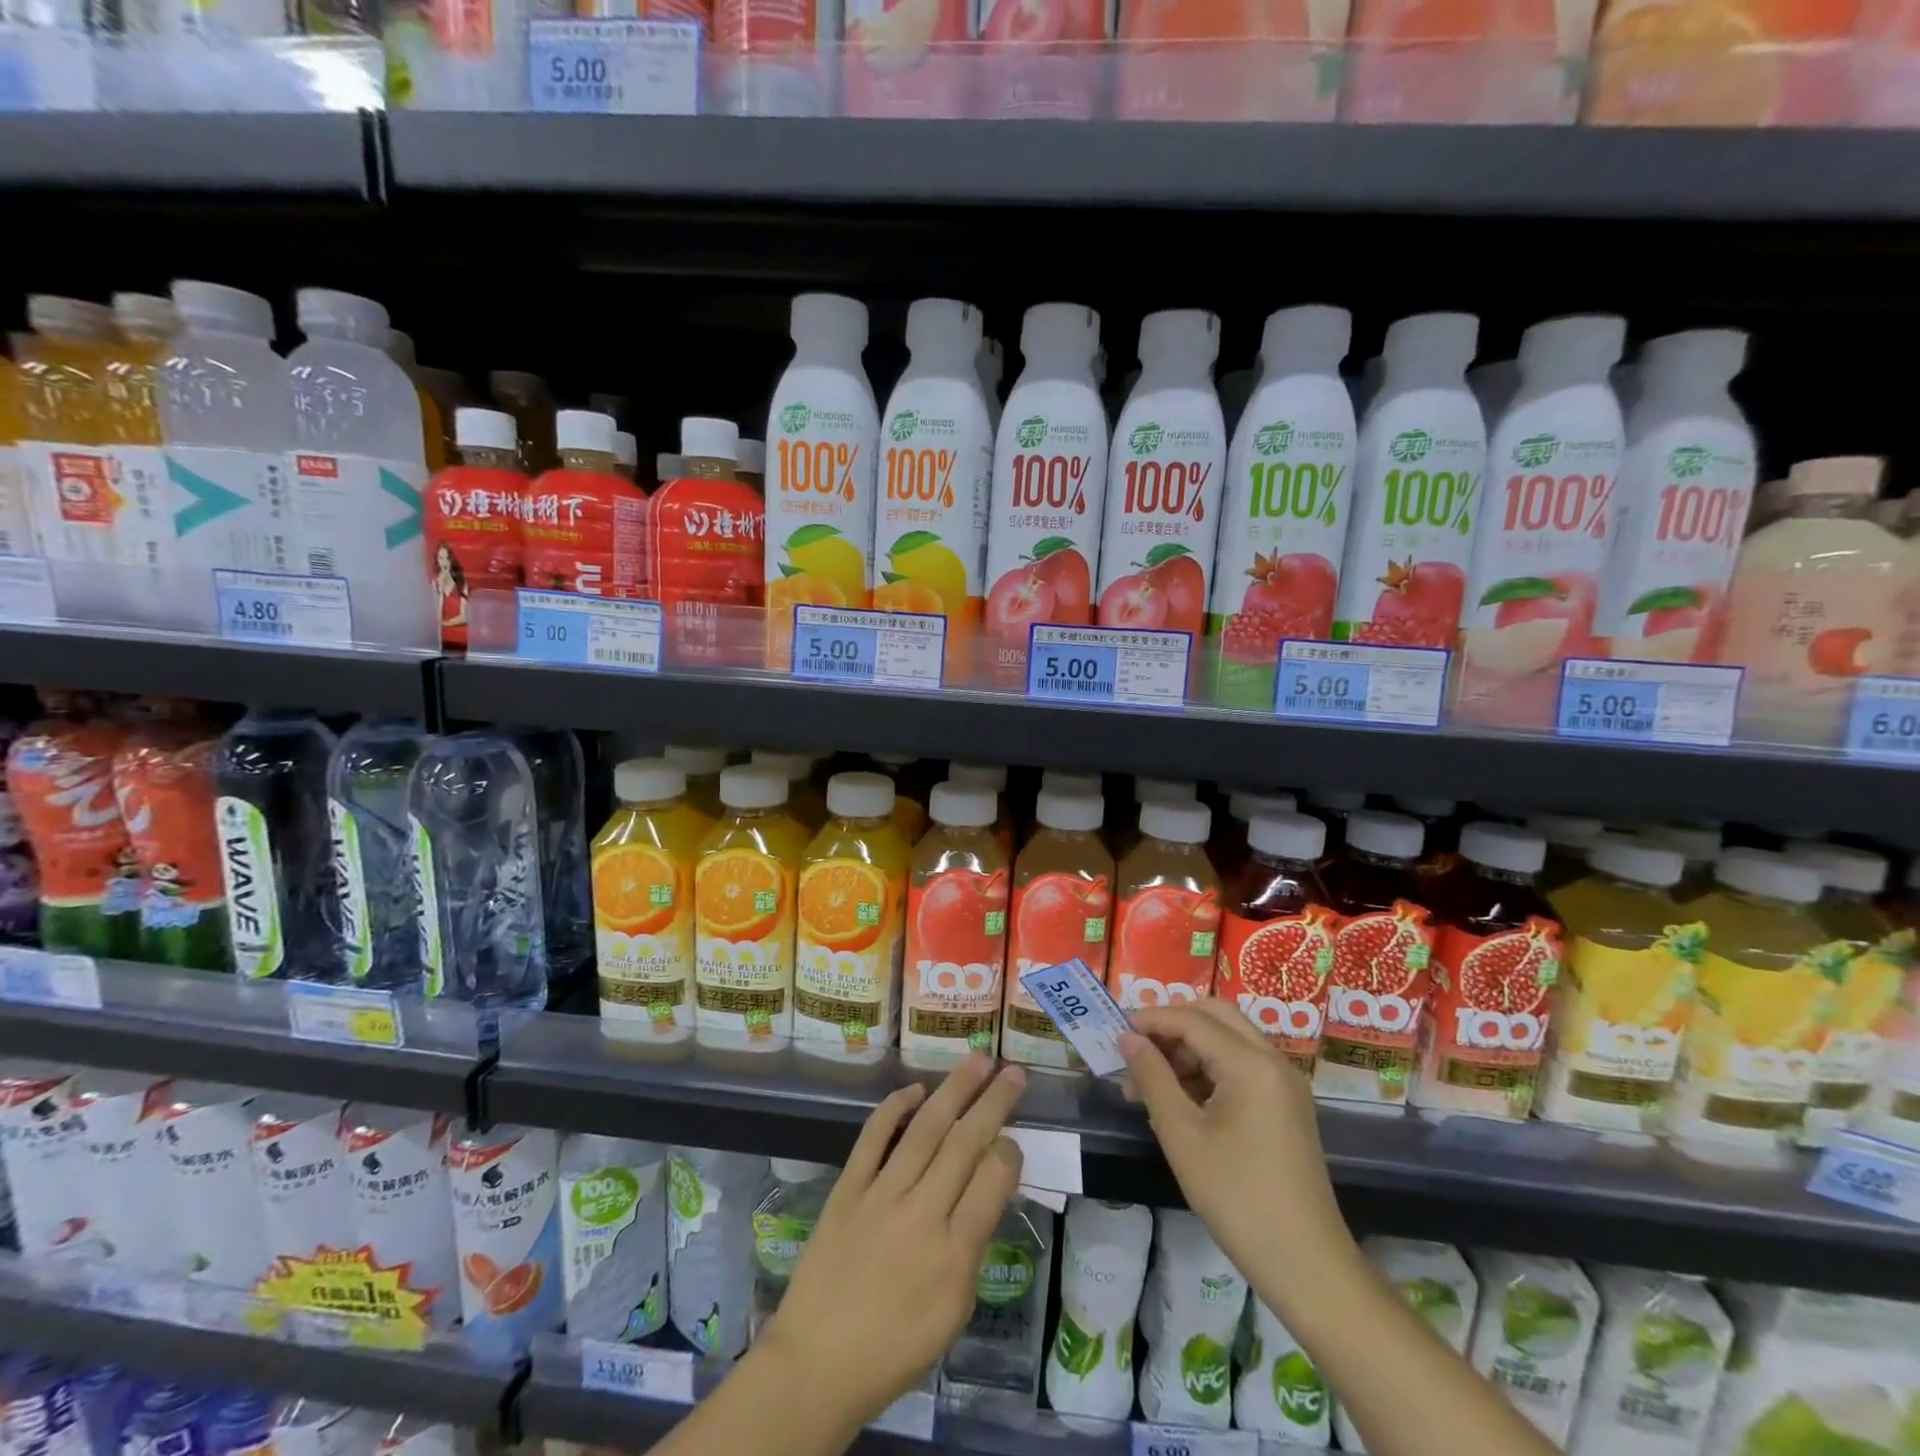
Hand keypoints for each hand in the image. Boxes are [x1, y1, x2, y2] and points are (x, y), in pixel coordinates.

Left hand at [759, 1053, 1026, 1424]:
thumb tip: (986, 1190)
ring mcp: (880, 1195)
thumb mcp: (952, 1313)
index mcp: (953, 1254)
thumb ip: (972, 1247)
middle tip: (1013, 1071)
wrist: (817, 1363)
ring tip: (977, 1060)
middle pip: (964, 1144)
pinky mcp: (847, 1188)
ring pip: (924, 1129)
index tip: (1016, 1136)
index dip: (1009, 1151)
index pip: (992, 1182)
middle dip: (993, 1103)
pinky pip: (873, 1137)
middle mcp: (921, 1214)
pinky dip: (894, 1108)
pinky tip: (915, 1089)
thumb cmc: (895, 1348)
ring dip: (954, 1090)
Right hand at [1120, 1001, 1351, 1303]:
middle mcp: (1273, 1061)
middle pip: (1216, 1016)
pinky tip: (1179, 1099)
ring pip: (1228, 1040)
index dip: (1150, 1019)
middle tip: (1136, 1047)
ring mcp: (1284, 1083)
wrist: (1307, 1266)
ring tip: (1147, 1083)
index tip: (1114, 1030)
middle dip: (1172, 1024)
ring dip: (1188, 1048)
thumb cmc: (1237, 1198)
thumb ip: (1152, 1077)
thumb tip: (1127, 1038)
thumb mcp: (1182, 1135)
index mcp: (1251, 1063)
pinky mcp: (1286, 1106)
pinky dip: (1208, 1070)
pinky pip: (1242, 1066)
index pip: (1192, 1019)